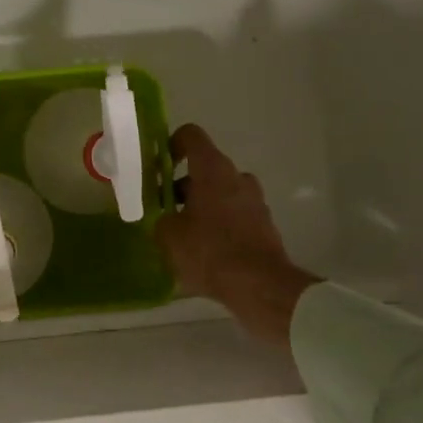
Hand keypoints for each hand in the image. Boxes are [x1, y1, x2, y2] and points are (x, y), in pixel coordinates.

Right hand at [154, 124, 318, 349]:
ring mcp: (255, 200)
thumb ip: (161, 217)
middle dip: (182, 186)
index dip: (171, 145)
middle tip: (164, 210)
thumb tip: (165, 217)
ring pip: (220, 193)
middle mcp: (238, 177)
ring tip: (184, 234)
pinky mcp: (264, 224)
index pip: (191, 136)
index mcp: (213, 169)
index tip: (158, 168)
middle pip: (205, 169)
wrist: (260, 286)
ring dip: (201, 206)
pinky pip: (234, 214)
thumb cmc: (209, 251)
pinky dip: (219, 224)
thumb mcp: (168, 235)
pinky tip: (205, 250)